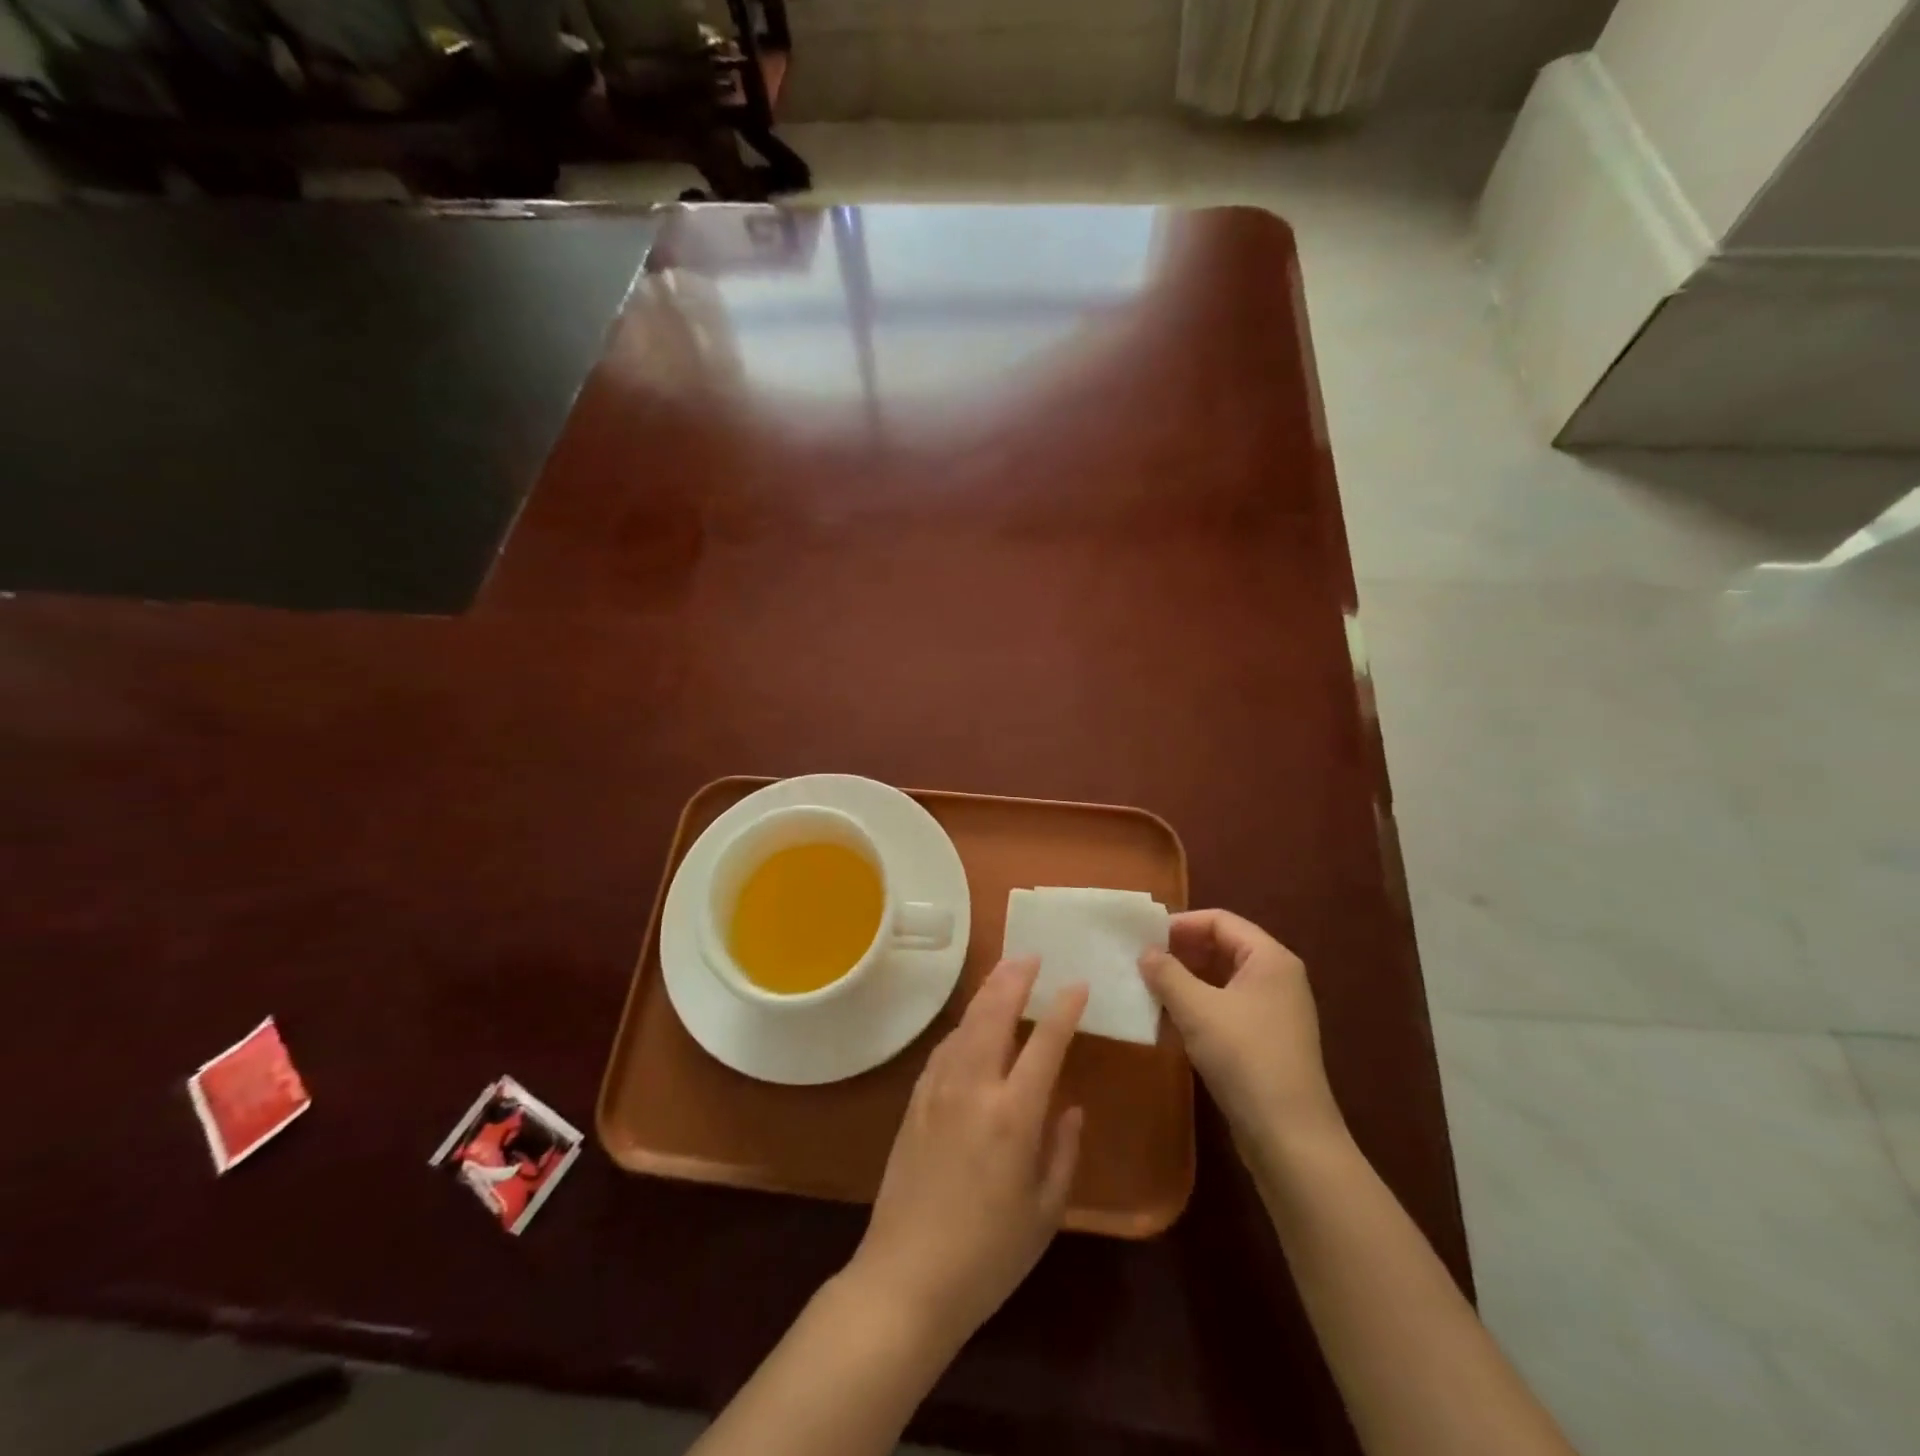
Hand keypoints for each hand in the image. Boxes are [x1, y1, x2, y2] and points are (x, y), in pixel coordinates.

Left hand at [844, 957, 1086, 1351]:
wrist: (906, 1279)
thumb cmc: (988, 1255)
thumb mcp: (1045, 1212)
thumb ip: (1062, 1151)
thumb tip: (1070, 1106)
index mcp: (1013, 1115)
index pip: (1045, 1043)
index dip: (1064, 1009)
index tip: (1077, 984)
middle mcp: (973, 1088)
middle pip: (994, 1013)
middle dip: (1013, 978)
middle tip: (1030, 955)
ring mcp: (937, 1090)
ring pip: (965, 1024)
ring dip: (986, 994)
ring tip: (1004, 976)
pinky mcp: (915, 1102)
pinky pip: (945, 1048)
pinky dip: (964, 1025)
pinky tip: (972, 1026)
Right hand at [1140, 910, 1343, 1143]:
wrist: (1290, 1136)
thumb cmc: (1245, 1057)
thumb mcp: (1197, 1009)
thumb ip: (1166, 973)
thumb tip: (1146, 952)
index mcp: (1270, 958)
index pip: (1220, 920)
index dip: (1180, 924)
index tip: (1143, 937)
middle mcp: (1277, 977)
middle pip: (1223, 946)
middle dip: (1181, 951)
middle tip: (1142, 960)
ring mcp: (1274, 1010)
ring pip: (1222, 978)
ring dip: (1186, 979)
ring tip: (1149, 987)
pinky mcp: (1266, 1039)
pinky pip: (1227, 1006)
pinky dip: (1198, 1004)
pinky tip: (1169, 1018)